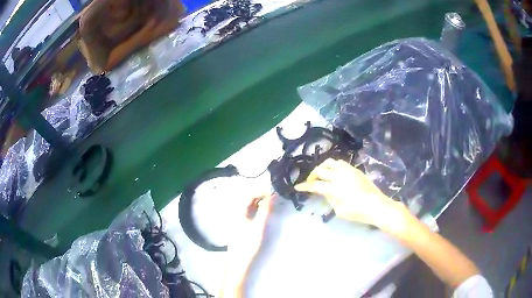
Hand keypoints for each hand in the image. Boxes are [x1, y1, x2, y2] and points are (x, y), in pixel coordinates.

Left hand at [221, 194, 273, 296]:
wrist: (239, 260)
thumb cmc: (248, 243)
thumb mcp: (259, 226)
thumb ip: (266, 210)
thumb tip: (273, 195)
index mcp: (237, 210)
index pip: (249, 194)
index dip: (262, 191)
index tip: (274, 192)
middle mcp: (235, 211)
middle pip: (247, 198)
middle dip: (261, 195)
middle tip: (274, 197)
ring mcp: (236, 218)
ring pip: (248, 204)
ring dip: (259, 201)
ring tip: (271, 203)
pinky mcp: (239, 224)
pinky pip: (248, 211)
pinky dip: (256, 208)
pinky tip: (263, 211)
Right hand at [295, 159, 408, 232]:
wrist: (377, 206)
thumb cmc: (358, 213)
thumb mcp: (340, 210)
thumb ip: (330, 199)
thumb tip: (326, 192)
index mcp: (335, 188)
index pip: (316, 185)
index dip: (305, 186)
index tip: (297, 187)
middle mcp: (340, 176)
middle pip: (321, 170)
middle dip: (312, 176)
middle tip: (310, 182)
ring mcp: (348, 171)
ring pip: (330, 162)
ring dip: (322, 167)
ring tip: (321, 175)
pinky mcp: (355, 170)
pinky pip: (340, 163)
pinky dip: (333, 166)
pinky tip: (333, 173)